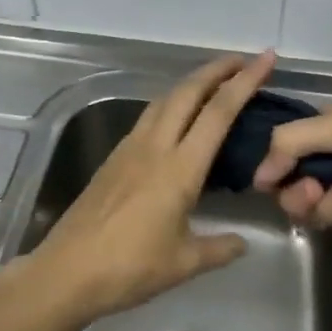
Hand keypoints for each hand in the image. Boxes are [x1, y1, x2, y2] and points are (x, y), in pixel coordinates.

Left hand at [25, 51, 274, 323]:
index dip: (245, 81)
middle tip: (242, 60)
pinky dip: (171, 102)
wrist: (67, 271)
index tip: (264, 59)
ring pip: (165, 98)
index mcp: (180, 168)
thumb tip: (244, 243)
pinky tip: (177, 114)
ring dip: (192, 82)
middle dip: (217, 69)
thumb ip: (219, 248)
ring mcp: (132, 147)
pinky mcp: (115, 156)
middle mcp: (156, 146)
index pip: (219, 112)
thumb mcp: (184, 264)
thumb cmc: (129, 268)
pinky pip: (149, 115)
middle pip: (189, 91)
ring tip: (214, 80)